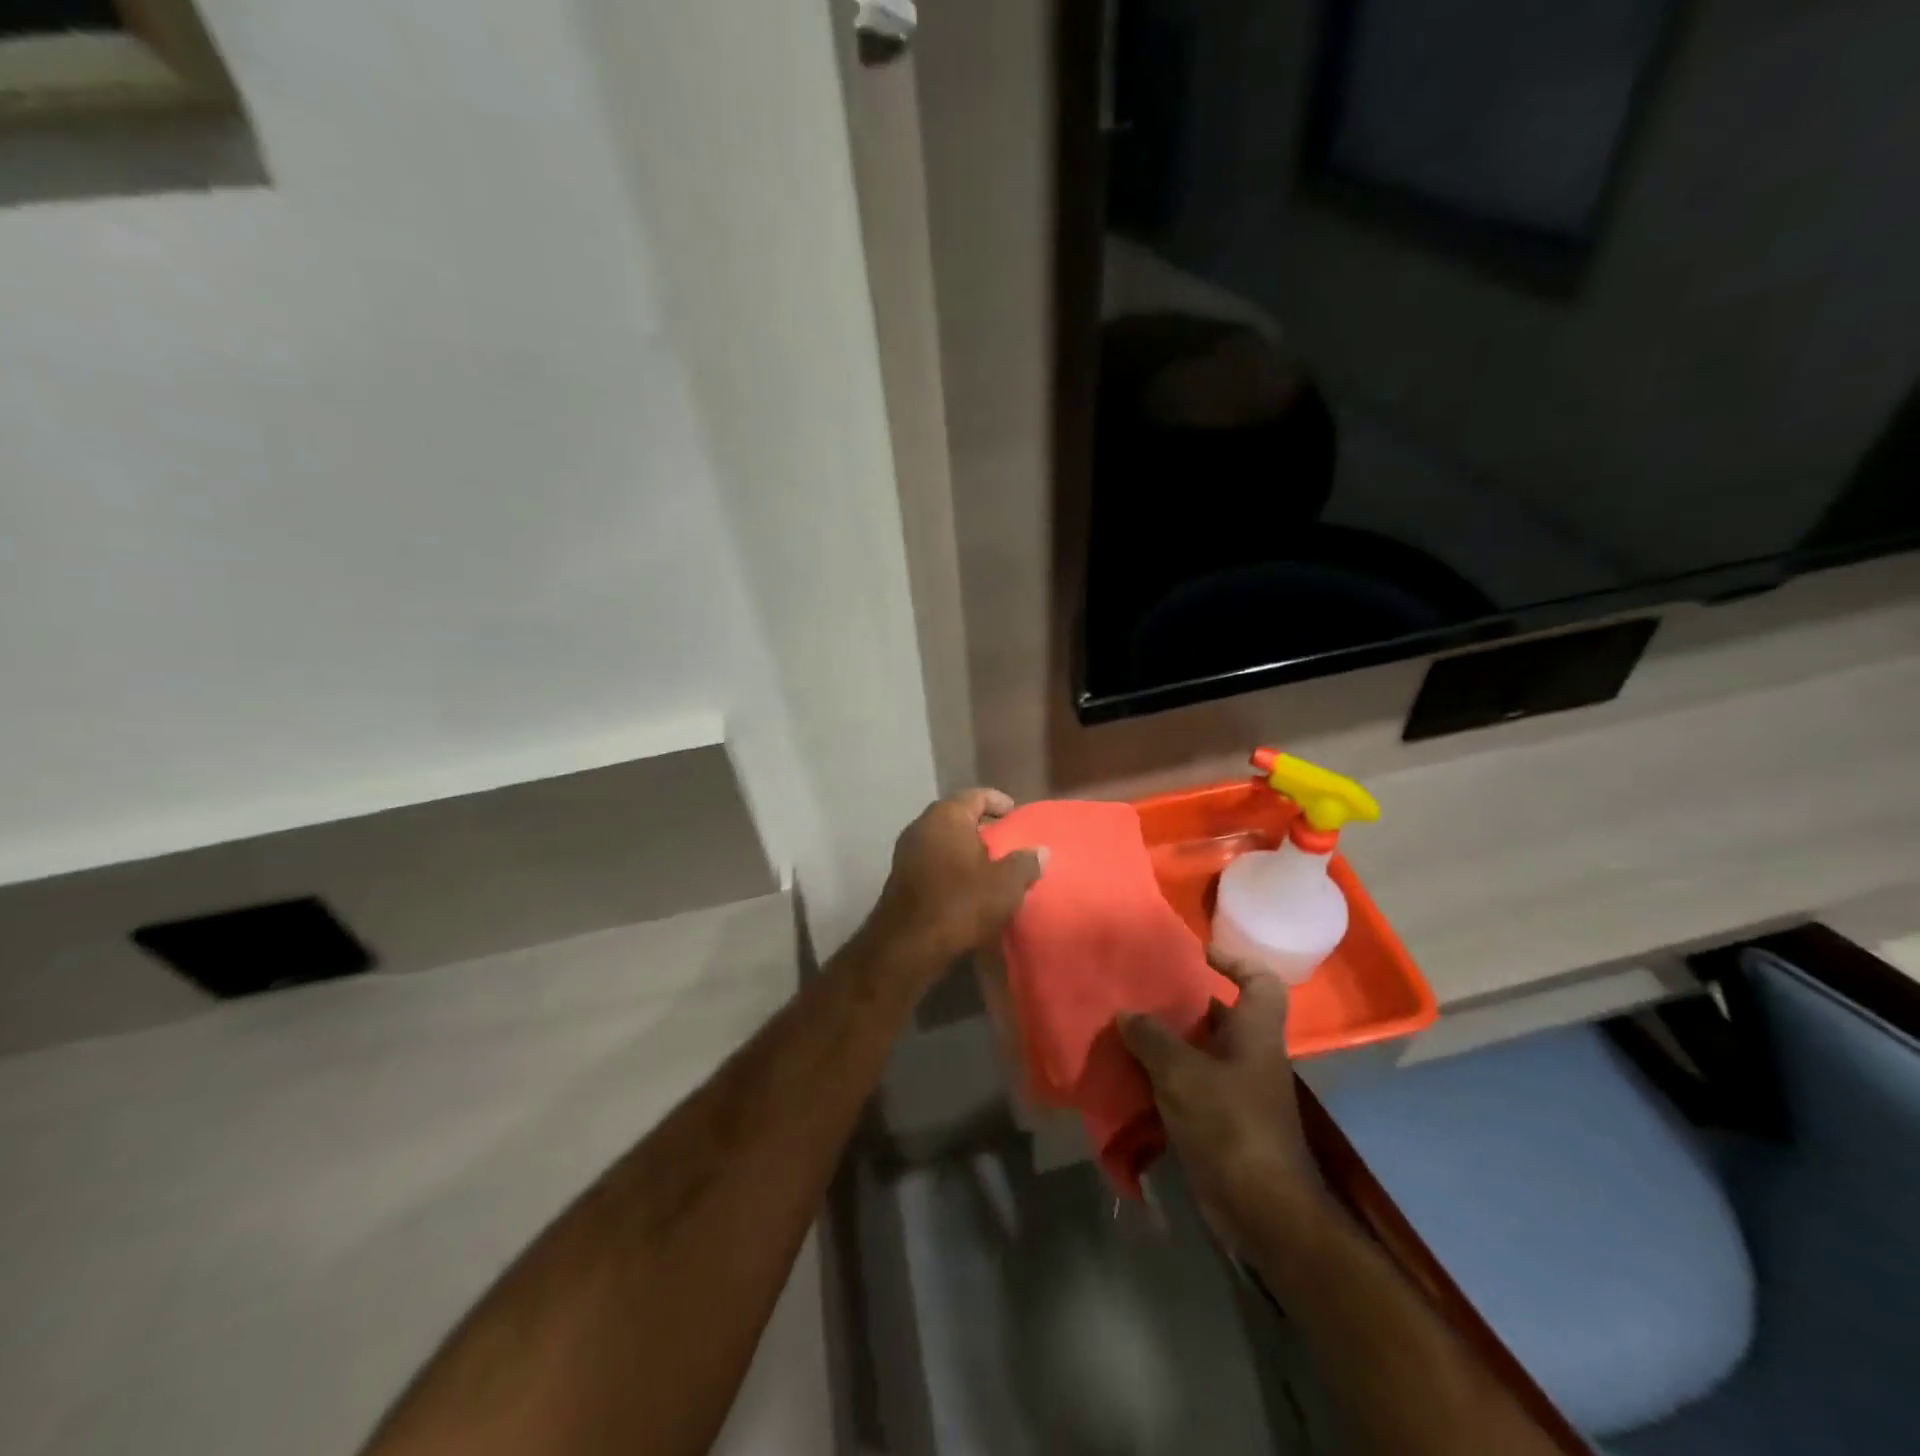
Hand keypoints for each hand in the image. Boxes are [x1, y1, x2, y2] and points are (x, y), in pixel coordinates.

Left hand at [862, 788, 1044, 974]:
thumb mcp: (1005, 885)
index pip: (976, 795)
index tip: (1015, 813)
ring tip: (991, 864)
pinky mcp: (901, 876)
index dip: (998, 801)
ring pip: (943, 839)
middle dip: (982, 826)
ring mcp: (907, 850)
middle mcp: (922, 825)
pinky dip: (951, 865)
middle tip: (1006, 840)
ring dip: (965, 848)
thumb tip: (1041, 851)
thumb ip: (1026, 863)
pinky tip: (967, 884)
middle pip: (958, 816)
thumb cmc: (960, 904)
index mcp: (946, 816)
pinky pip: (933, 860)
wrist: (908, 945)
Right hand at [1117, 949, 1325, 1250]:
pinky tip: (1132, 1077)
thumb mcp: (1182, 1073)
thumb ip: (1151, 1038)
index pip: (1260, 982)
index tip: (1199, 955)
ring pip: (1200, 1052)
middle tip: (1142, 994)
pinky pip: (1190, 1086)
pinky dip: (1164, 1079)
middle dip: (1183, 1004)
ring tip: (1126, 1031)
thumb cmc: (1229, 1124)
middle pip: (1220, 1015)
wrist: (1261, 1210)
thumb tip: (1127, 1015)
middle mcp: (1250, 1056)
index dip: (1235, 961)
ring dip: (1166, 1044)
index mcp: (1255, 1034)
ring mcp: (1238, 1091)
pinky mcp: (1222, 1122)